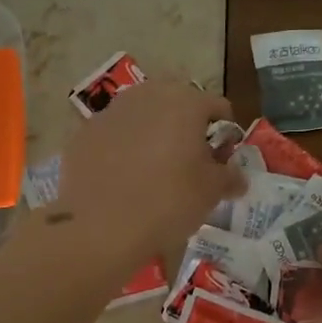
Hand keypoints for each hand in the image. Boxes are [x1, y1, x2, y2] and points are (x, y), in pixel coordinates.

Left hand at [54, 78, 246, 273]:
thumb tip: (237, 177)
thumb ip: (229, 177)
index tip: (223, 161)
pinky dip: (123, 148)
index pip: (218, 107)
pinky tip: (124, 178)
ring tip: (155, 170)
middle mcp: (147, 95)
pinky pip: (114, 135)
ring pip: (142, 115)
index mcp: (185, 101)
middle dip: (187, 126)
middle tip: (190, 161)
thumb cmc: (168, 202)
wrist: (100, 227)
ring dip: (153, 133)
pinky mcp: (84, 134)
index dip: (226, 134)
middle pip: (177, 102)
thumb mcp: (211, 192)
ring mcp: (111, 112)